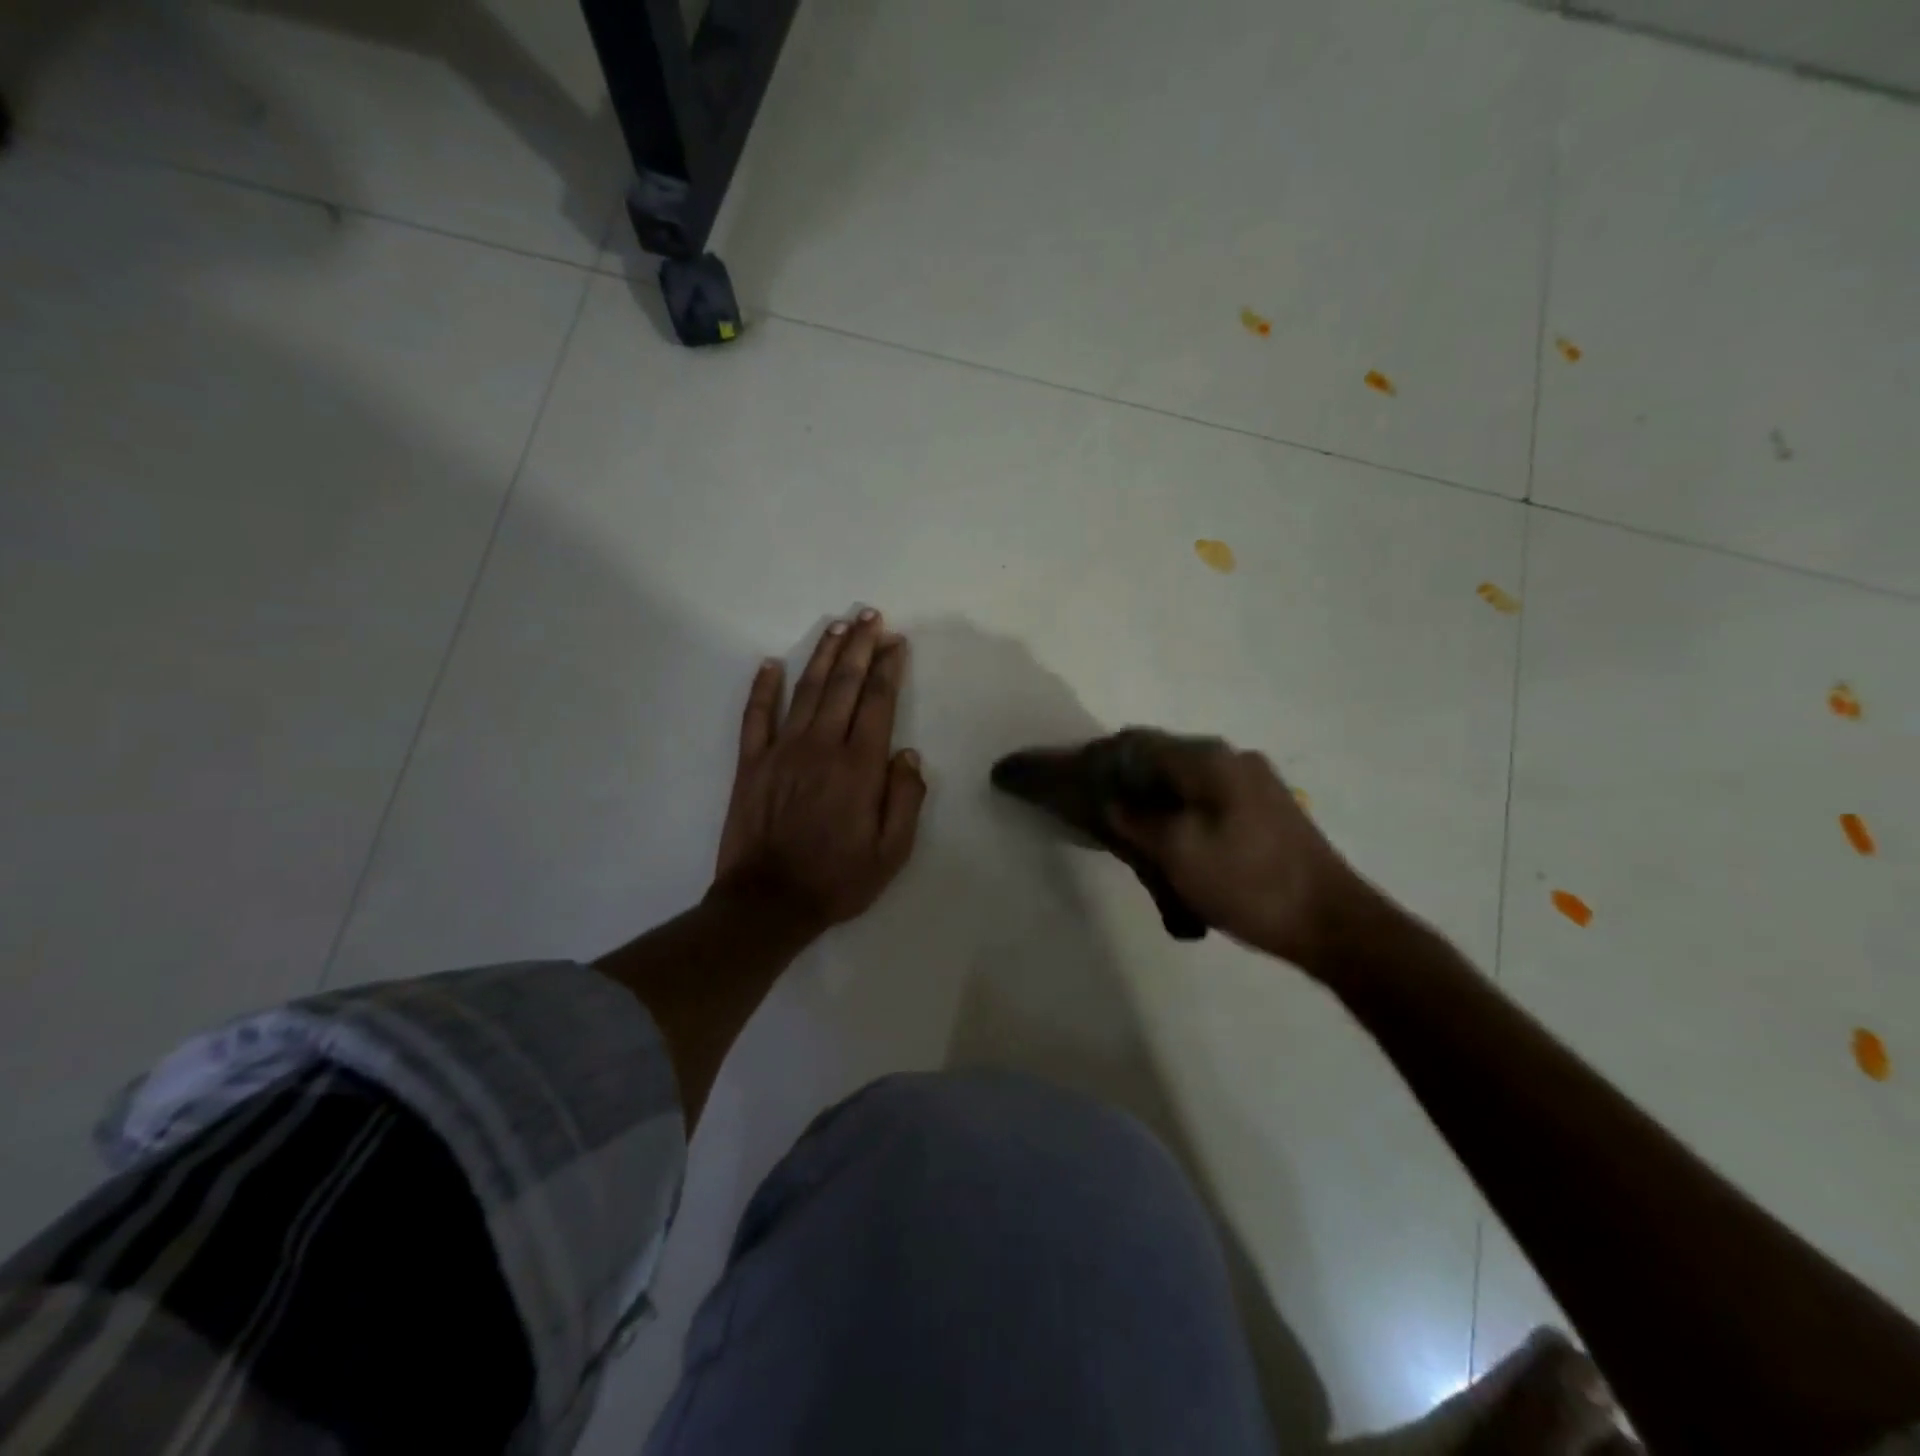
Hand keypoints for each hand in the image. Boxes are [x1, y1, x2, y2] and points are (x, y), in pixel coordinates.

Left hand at [713, 610, 925, 935]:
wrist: (769, 902)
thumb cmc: (838, 879)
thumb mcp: (892, 851)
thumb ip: (906, 799)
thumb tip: (907, 754)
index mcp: (859, 766)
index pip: (878, 702)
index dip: (888, 668)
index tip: (896, 642)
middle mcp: (822, 746)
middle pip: (844, 685)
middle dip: (860, 646)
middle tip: (870, 616)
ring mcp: (782, 751)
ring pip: (806, 690)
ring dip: (823, 655)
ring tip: (837, 627)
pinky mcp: (751, 763)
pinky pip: (756, 716)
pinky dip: (763, 688)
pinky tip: (771, 664)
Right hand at [1106, 733, 1382, 973]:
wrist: (1332, 922)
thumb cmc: (1247, 882)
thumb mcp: (1177, 852)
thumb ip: (1135, 819)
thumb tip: (1109, 798)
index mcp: (1208, 760)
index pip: (1137, 742)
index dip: (1102, 760)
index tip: (1078, 787)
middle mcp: (1231, 758)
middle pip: (1161, 759)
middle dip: (1128, 785)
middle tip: (1106, 823)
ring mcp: (1253, 781)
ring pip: (1184, 782)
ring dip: (1156, 804)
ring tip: (1140, 843)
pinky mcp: (1265, 807)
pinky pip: (1207, 798)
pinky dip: (1181, 814)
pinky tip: (1176, 847)